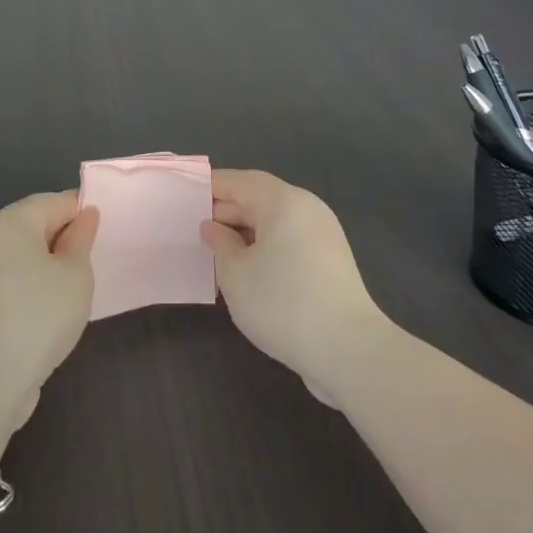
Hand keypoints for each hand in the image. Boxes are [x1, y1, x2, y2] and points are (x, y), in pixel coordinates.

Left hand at [0, 191, 98, 423]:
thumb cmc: (40, 315)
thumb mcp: (75, 273)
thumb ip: (82, 238)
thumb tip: (84, 214)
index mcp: (12, 220)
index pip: (57, 201)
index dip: (84, 214)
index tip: (106, 236)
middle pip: (38, 223)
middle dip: (66, 238)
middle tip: (95, 262)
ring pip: (25, 252)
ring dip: (50, 263)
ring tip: (76, 286)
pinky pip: (13, 275)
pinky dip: (33, 282)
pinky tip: (51, 305)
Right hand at [201, 170, 391, 406]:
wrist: (348, 351)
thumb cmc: (283, 303)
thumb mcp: (235, 273)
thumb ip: (219, 243)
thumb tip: (213, 227)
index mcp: (284, 201)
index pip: (240, 181)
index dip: (211, 187)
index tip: (183, 198)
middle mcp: (307, 209)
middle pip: (259, 199)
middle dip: (226, 213)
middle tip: (193, 231)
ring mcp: (323, 235)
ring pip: (274, 223)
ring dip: (244, 234)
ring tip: (215, 254)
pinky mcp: (330, 261)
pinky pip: (288, 242)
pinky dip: (265, 248)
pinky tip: (245, 272)